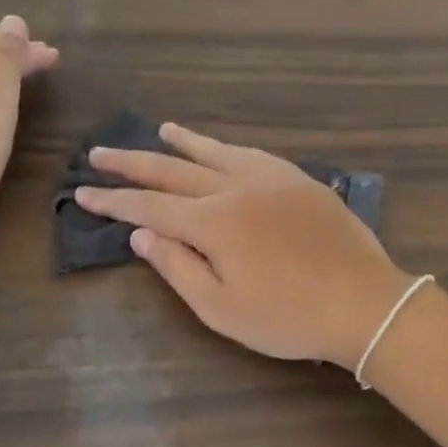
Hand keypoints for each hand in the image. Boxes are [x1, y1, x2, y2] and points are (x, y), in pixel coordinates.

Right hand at [75, 123, 412, 367]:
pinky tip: (218, 147)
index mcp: (213, 222)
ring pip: (214, 151)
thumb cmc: (289, 317)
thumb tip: (142, 234)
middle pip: (172, 170)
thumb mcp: (222, 309)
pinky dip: (225, 147)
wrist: (364, 302)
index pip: (149, 206)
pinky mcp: (297, 179)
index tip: (82, 192)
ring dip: (181, 141)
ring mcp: (269, 178)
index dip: (113, 201)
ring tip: (158, 129)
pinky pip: (250, 153)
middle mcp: (235, 188)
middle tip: (99, 154)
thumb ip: (178, 267)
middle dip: (132, 163)